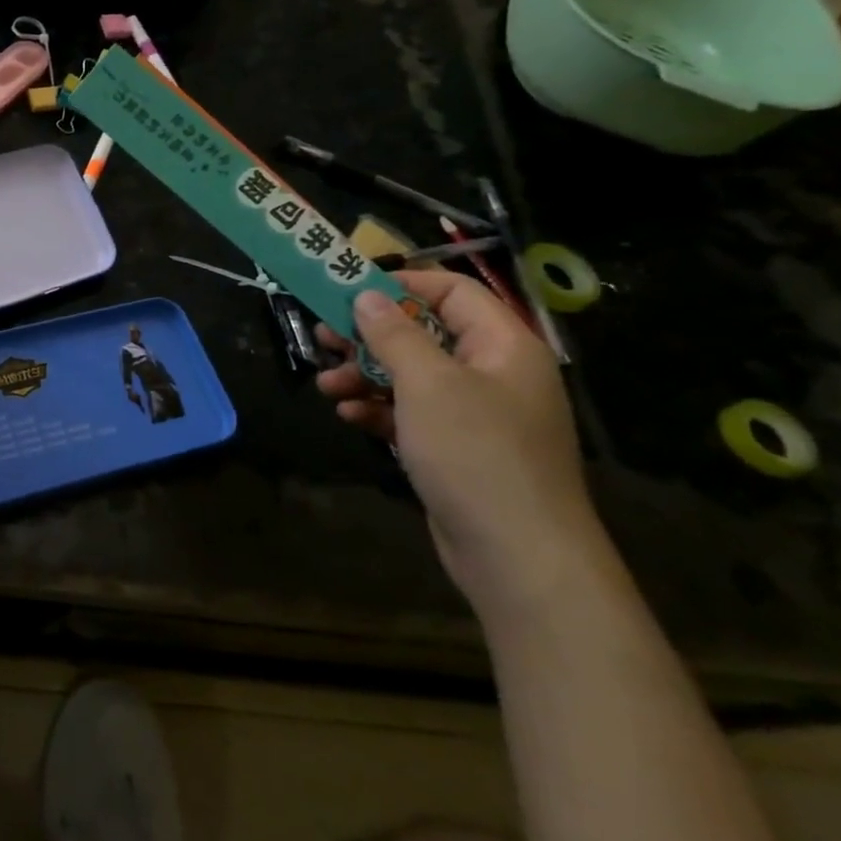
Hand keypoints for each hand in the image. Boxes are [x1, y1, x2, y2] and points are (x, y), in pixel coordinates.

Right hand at [316, 271, 617, 616]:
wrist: (518, 555)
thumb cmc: (476, 452)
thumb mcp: (427, 384)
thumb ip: (394, 334)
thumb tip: (367, 295)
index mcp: (502, 346)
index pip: (452, 292)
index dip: (401, 285)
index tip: (347, 290)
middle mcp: (492, 373)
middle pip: (423, 334)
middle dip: (369, 336)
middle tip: (322, 337)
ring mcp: (475, 414)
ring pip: (410, 376)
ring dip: (364, 376)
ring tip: (326, 386)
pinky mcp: (455, 448)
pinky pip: (410, 414)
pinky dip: (378, 410)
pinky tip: (348, 417)